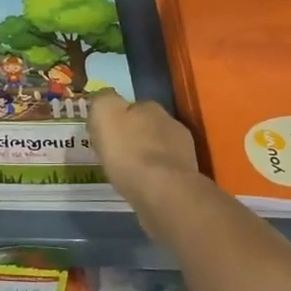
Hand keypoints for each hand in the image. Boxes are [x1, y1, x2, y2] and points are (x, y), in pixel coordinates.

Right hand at [88, 92, 201, 211]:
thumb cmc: (128, 152)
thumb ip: (103, 100)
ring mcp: (183, 150)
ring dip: (145, 157)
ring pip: (157, 149)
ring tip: (128, 174)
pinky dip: (154, 176)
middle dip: (133, 138)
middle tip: (115, 155)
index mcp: (150, 106)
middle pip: (146, 127)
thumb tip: (105, 99)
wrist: (162, 191)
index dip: (116, 120)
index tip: (104, 135)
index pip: (131, 106)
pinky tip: (142, 186)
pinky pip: (164, 171)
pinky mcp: (187, 177)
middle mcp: (171, 123)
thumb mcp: (104, 115)